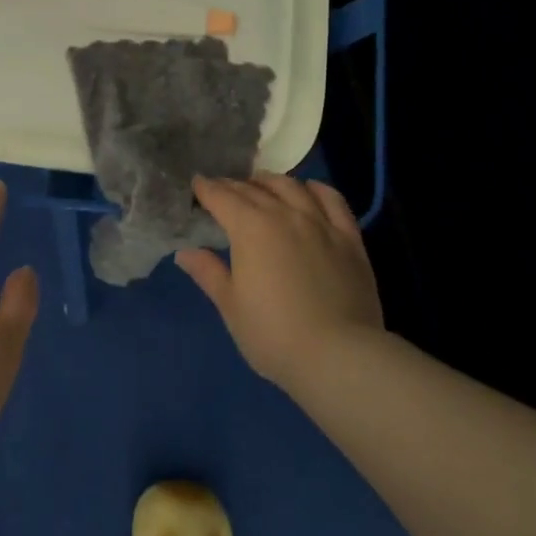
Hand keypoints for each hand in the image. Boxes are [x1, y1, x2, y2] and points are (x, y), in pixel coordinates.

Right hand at [177, 174, 384, 385]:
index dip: (206, 189)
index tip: (196, 184)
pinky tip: (309, 190)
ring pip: (292, 187)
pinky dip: (316, 189)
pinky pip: (332, 200)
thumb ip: (208, 273)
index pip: (222, 197)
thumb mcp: (231, 306)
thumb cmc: (273, 334)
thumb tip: (185, 252)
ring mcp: (321, 223)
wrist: (338, 354)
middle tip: (222, 189)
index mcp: (250, 228)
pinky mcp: (349, 237)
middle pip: (254, 190)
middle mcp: (285, 214)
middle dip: (233, 186)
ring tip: (261, 184)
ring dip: (271, 182)